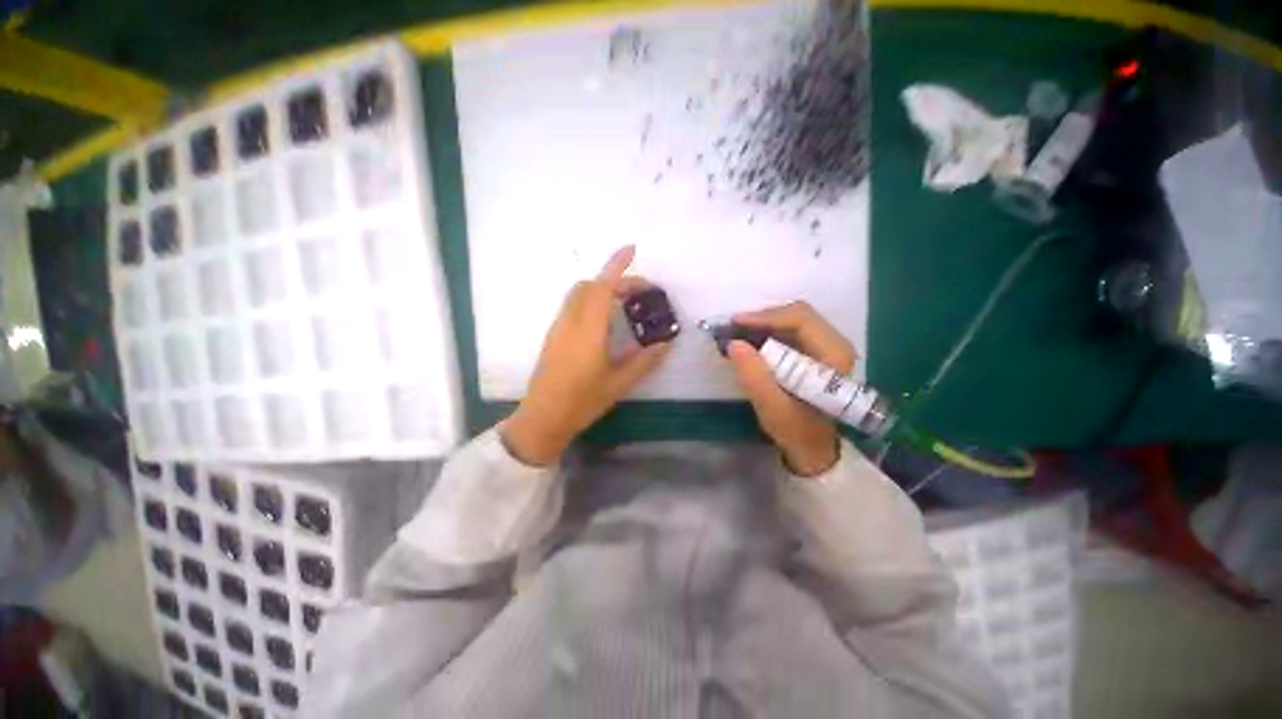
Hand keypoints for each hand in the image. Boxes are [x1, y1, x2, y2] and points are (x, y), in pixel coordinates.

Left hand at [502, 246, 671, 465]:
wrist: (543, 417)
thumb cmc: (582, 401)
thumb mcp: (619, 383)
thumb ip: (644, 361)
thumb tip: (665, 344)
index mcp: (588, 331)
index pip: (602, 288)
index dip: (617, 266)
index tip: (632, 249)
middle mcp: (570, 322)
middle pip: (589, 286)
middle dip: (615, 280)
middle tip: (640, 293)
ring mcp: (558, 327)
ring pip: (578, 294)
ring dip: (601, 289)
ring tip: (624, 304)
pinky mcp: (554, 335)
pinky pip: (573, 306)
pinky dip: (591, 300)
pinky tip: (605, 321)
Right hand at [725, 301, 856, 476]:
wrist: (814, 449)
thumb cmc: (797, 431)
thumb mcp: (773, 408)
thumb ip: (754, 376)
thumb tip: (733, 343)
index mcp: (834, 355)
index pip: (801, 319)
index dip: (766, 317)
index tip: (736, 323)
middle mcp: (836, 344)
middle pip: (797, 314)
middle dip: (762, 318)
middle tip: (733, 328)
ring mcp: (827, 347)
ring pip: (793, 320)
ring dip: (764, 324)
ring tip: (737, 334)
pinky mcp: (815, 353)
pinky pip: (790, 331)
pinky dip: (768, 333)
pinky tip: (750, 342)